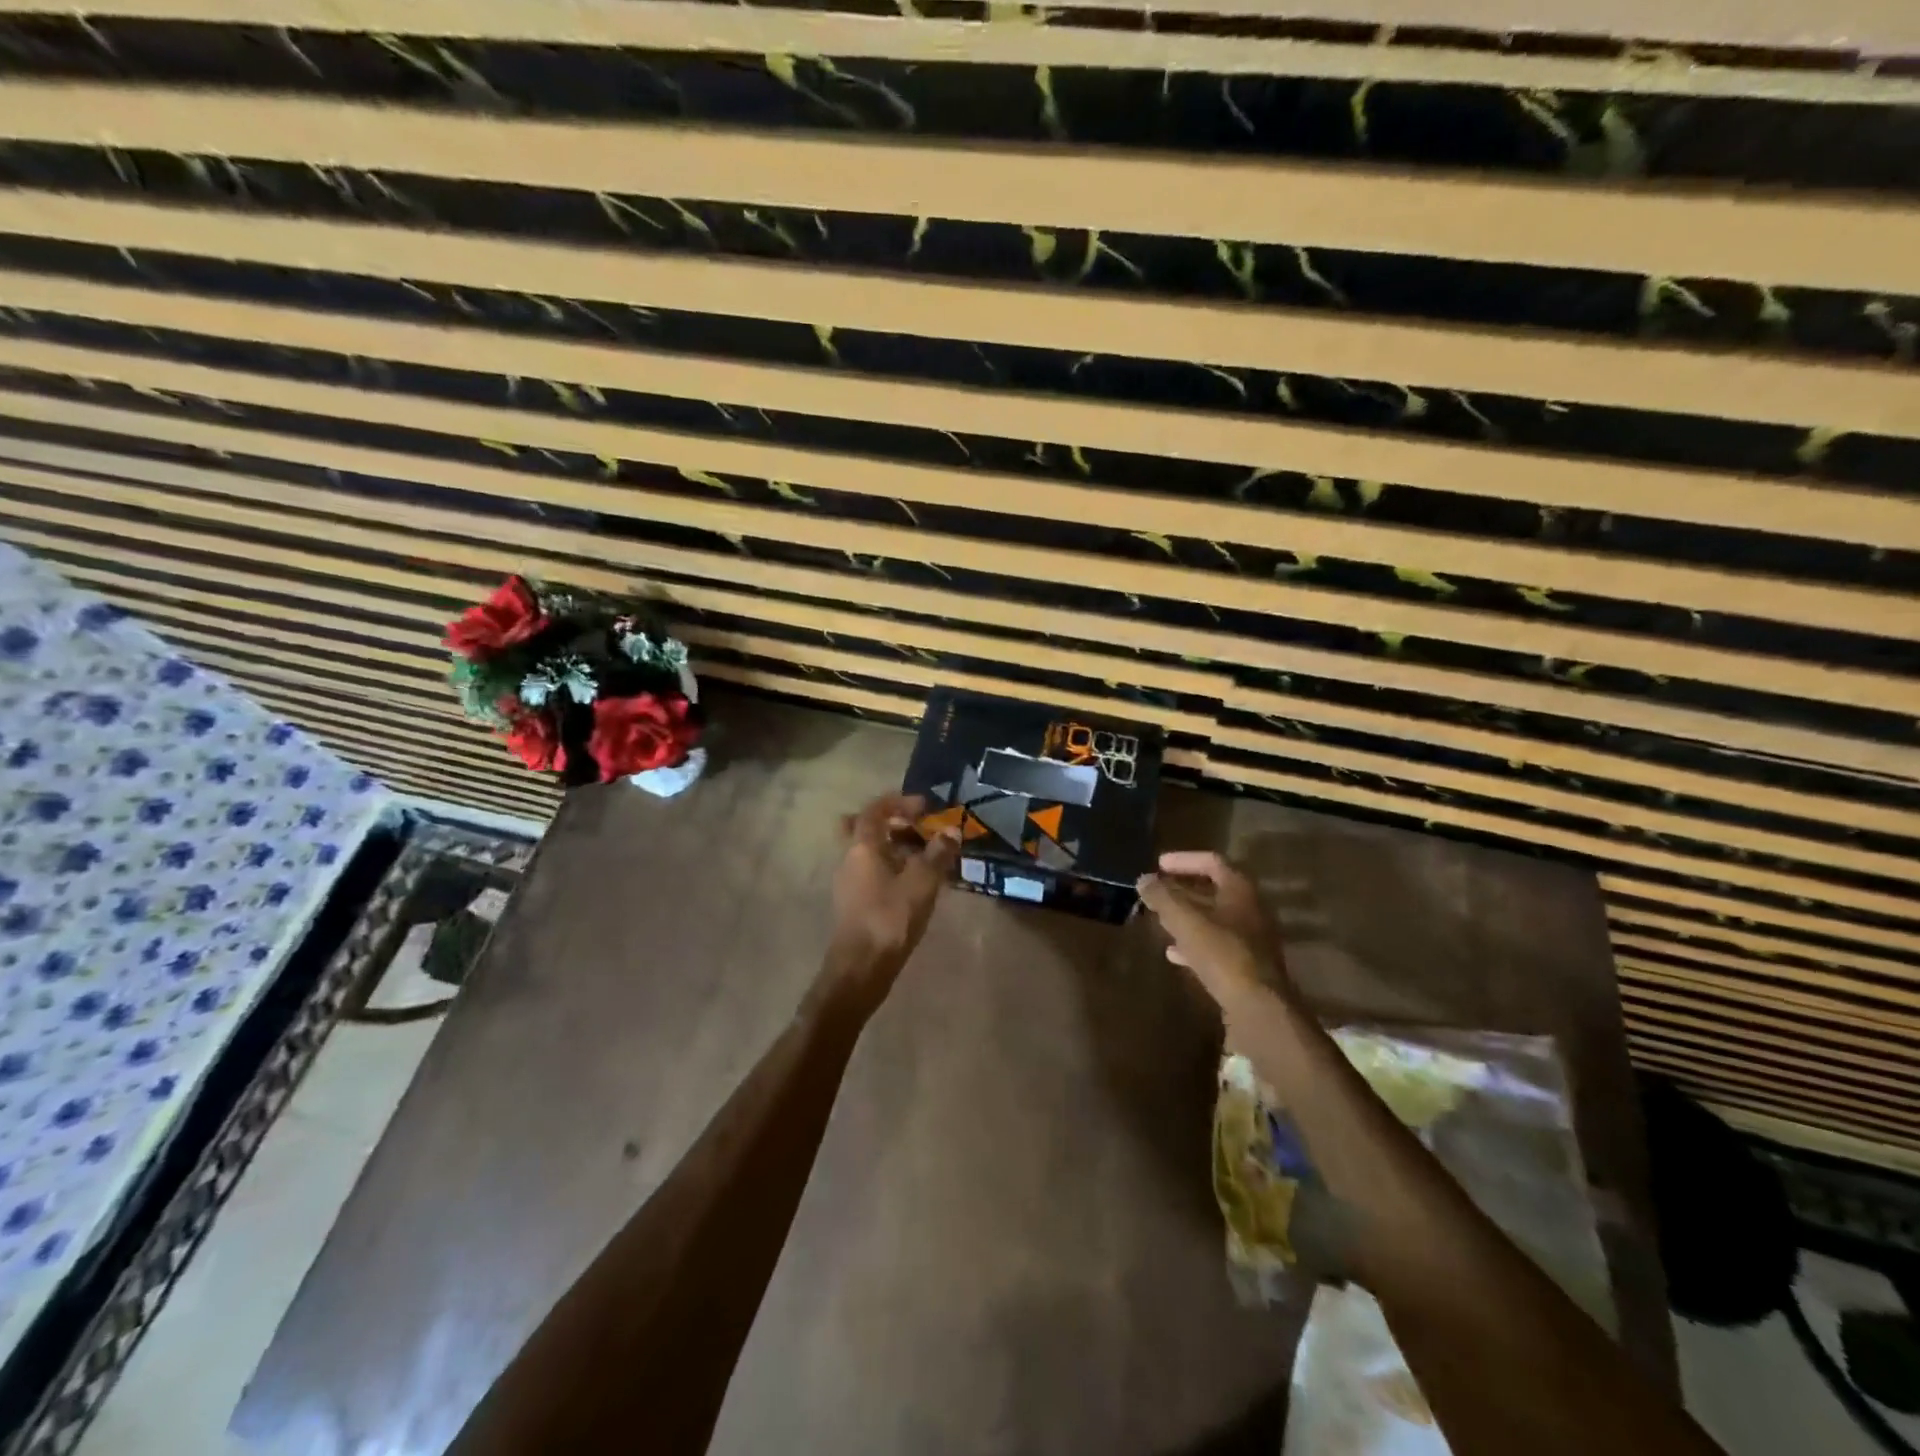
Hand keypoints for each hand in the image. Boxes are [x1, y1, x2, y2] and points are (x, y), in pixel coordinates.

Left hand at [820, 793, 960, 1015]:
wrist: (861, 967)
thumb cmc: (890, 917)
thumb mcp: (922, 881)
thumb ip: (938, 853)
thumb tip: (952, 830)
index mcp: (861, 846)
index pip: (874, 809)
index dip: (899, 801)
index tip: (925, 806)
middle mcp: (849, 858)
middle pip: (865, 828)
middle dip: (893, 823)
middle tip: (919, 828)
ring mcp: (849, 882)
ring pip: (869, 852)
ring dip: (895, 847)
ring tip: (926, 857)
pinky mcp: (854, 902)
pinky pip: (872, 872)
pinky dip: (892, 868)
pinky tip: (915, 883)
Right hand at [1136, 851, 1289, 1013]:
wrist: (1259, 1008)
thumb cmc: (1222, 954)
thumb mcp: (1185, 921)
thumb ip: (1162, 897)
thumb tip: (1143, 879)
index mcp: (1240, 890)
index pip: (1211, 862)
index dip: (1183, 860)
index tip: (1158, 865)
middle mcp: (1250, 910)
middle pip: (1212, 891)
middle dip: (1181, 891)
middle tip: (1156, 893)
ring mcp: (1251, 939)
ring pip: (1213, 920)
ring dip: (1187, 918)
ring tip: (1160, 921)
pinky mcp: (1247, 966)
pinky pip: (1217, 946)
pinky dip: (1194, 944)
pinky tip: (1174, 954)